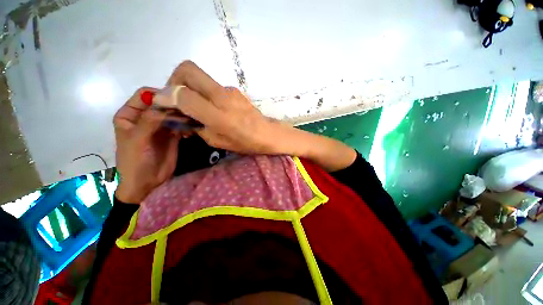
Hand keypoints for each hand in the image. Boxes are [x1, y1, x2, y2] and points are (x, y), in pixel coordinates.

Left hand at [113, 88, 181, 202]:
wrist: (146, 181)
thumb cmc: (134, 161)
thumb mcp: (137, 140)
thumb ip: (149, 121)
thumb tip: (167, 106)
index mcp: (130, 114)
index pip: (144, 95)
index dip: (159, 94)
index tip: (176, 100)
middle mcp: (146, 117)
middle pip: (163, 104)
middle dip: (175, 106)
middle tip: (189, 111)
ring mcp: (161, 126)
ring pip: (174, 114)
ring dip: (184, 116)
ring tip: (193, 122)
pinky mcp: (173, 135)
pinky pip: (181, 125)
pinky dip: (188, 125)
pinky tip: (192, 130)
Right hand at [160, 61, 276, 153]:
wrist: (268, 133)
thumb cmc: (245, 143)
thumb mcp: (217, 141)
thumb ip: (196, 126)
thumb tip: (180, 114)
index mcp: (218, 115)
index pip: (183, 95)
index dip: (165, 96)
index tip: (159, 102)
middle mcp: (222, 97)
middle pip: (187, 70)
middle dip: (174, 80)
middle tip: (175, 97)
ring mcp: (230, 90)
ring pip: (199, 76)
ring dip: (188, 86)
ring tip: (192, 104)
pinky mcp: (235, 90)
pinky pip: (211, 85)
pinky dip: (202, 91)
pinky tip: (208, 106)